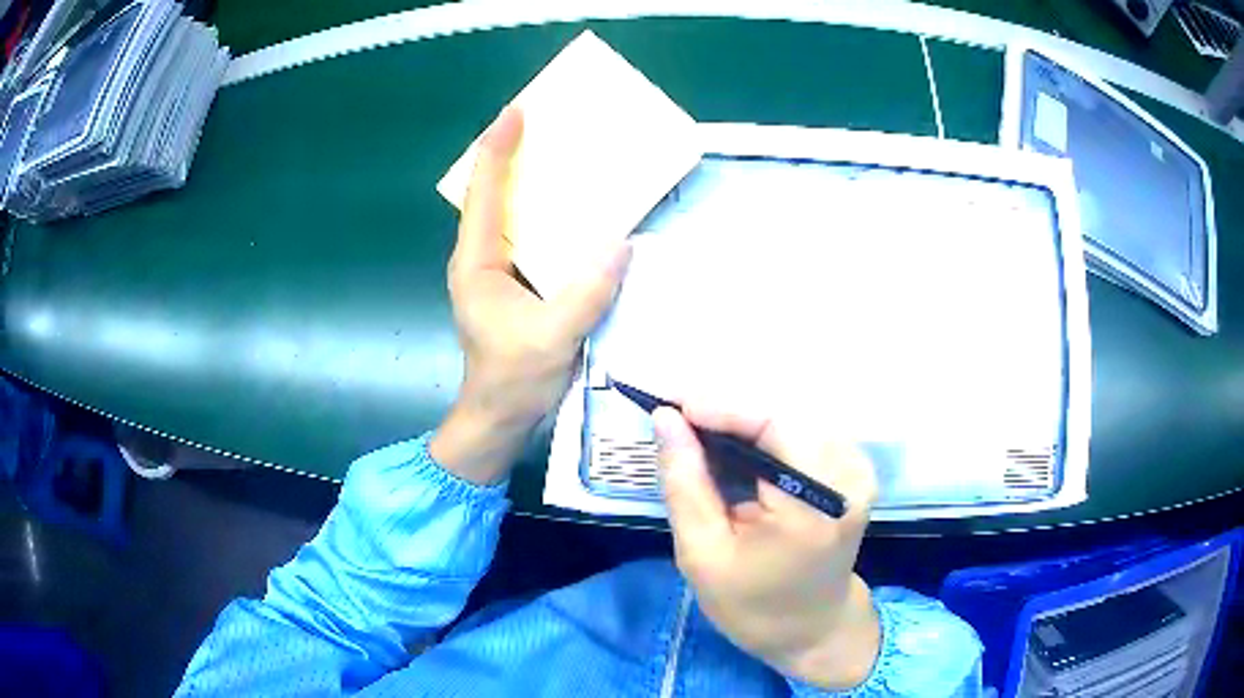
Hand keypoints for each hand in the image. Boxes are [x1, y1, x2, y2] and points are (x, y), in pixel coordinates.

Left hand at [431, 107, 631, 484]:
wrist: (500, 420)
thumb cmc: (512, 380)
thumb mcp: (551, 337)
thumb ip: (586, 292)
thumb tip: (622, 243)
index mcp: (477, 264)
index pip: (484, 194)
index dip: (496, 150)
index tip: (515, 112)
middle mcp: (482, 260)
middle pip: (493, 197)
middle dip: (514, 158)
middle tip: (545, 125)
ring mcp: (498, 274)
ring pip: (513, 217)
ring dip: (533, 187)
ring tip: (564, 157)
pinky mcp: (516, 288)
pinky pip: (533, 242)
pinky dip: (551, 221)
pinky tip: (580, 213)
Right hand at [653, 404, 880, 689]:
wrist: (813, 627)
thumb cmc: (753, 605)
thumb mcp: (702, 554)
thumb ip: (685, 483)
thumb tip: (667, 419)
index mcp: (813, 507)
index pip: (774, 424)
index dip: (721, 406)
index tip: (670, 407)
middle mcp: (848, 477)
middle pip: (784, 415)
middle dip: (727, 415)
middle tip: (679, 425)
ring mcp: (858, 470)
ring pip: (793, 418)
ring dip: (746, 423)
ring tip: (703, 441)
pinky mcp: (855, 469)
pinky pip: (806, 432)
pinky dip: (767, 435)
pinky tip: (740, 453)